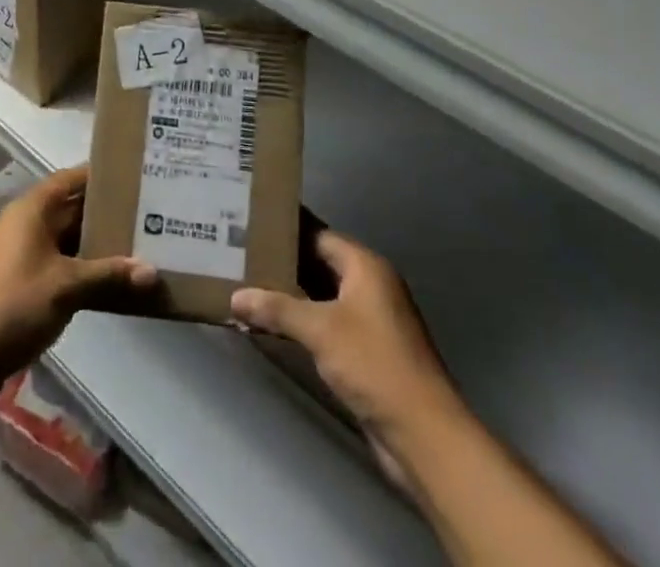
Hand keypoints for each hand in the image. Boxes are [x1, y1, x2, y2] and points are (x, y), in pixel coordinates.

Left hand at [0, 167, 155, 400]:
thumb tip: (152, 271)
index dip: (101, 176)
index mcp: (31, 208)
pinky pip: (56, 262)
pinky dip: (79, 267)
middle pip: (69, 208)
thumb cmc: (13, 306)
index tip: (134, 176)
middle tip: (146, 214)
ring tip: (135, 246)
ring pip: (64, 238)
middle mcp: (24, 222)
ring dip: (93, 244)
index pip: (71, 178)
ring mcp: (18, 253)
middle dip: (104, 213)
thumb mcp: (66, 287)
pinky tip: (107, 281)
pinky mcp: (17, 281)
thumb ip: (109, 274)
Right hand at [231, 232, 463, 470]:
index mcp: (366, 267)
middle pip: (321, 264)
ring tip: (249, 286)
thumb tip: (235, 297)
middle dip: (285, 264)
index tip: (253, 225)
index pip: (319, 235)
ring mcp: (371, 320)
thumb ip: (277, 309)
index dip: (287, 230)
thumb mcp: (321, 330)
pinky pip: (329, 324)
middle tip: (243, 256)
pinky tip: (274, 326)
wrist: (424, 435)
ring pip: (323, 296)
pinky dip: (304, 322)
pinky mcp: (368, 352)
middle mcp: (371, 286)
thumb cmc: (374, 364)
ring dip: (292, 296)